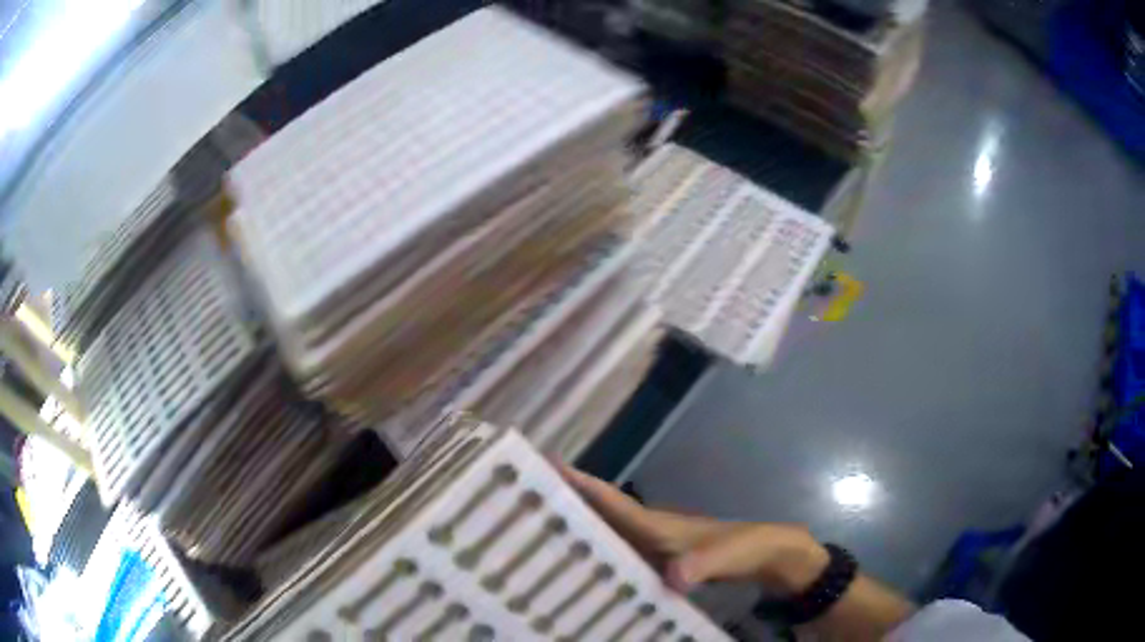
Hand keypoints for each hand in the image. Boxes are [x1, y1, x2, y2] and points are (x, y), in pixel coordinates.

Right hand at [559, 465, 828, 594]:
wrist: (766, 555)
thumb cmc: (747, 547)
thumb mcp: (730, 555)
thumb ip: (702, 564)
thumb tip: (669, 579)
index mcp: (659, 524)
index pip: (612, 502)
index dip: (580, 485)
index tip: (544, 466)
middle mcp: (648, 531)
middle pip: (600, 514)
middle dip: (564, 503)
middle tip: (522, 500)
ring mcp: (653, 547)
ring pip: (606, 534)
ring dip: (576, 528)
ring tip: (537, 533)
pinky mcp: (658, 564)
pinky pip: (619, 556)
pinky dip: (597, 556)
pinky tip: (580, 571)